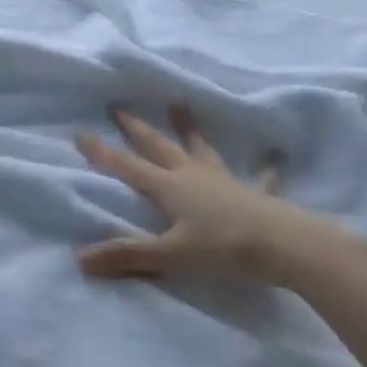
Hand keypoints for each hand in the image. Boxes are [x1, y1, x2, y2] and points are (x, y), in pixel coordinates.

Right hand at [76, 105, 344, 287]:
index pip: (127, 167)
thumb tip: (80, 260)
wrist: (286, 245)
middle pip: (159, 148)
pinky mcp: (254, 194)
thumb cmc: (224, 248)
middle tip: (120, 109)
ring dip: (190, 130)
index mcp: (169, 187)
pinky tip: (273, 162)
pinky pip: (256, 178)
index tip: (81, 133)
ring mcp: (224, 181)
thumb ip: (128, 255)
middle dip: (138, 130)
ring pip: (201, 150)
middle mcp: (193, 176)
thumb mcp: (171, 255)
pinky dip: (262, 170)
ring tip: (180, 107)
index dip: (102, 153)